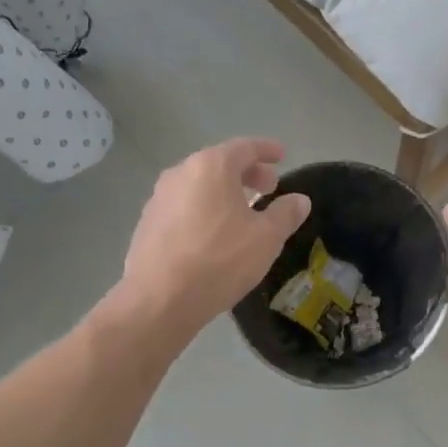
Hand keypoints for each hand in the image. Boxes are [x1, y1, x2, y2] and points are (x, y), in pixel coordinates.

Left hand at [114, 138, 310, 336]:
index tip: (282, 155)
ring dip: (224, 191)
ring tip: (243, 211)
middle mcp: (181, 173)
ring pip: (199, 184)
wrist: (159, 299)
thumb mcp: (266, 238)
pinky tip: (214, 233)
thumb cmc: (220, 260)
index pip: (245, 147)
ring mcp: (159, 198)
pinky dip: (204, 208)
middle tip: (268, 188)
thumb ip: (285, 214)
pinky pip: (184, 205)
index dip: (266, 149)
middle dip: (247, 172)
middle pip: (220, 163)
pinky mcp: (147, 223)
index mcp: (211, 167)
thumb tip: (299, 200)